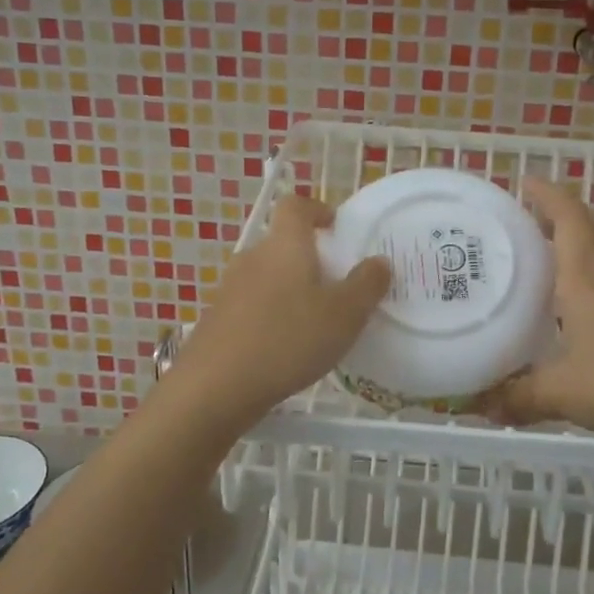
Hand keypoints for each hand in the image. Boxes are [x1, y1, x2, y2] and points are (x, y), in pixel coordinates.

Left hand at [162, 193, 389, 427]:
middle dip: (308, 259)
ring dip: (289, 290)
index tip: (335, 227)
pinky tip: (284, 348)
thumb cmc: (288, 339)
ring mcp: (229, 289)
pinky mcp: (216, 320)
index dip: (316, 209)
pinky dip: (270, 316)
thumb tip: (378, 261)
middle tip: (335, 286)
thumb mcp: (344, 315)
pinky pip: (251, 306)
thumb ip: (367, 285)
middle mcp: (252, 258)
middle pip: (281, 244)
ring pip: (266, 277)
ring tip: (313, 322)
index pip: (295, 206)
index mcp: (285, 245)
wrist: (215, 387)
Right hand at [480, 178, 593, 449]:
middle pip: (593, 227)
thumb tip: (481, 406)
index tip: (525, 182)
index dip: (548, 195)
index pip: (568, 220)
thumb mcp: (562, 393)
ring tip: (551, 253)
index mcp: (586, 280)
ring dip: (582, 240)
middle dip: (564, 212)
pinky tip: (579, 306)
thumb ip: (519, 397)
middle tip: (533, 216)